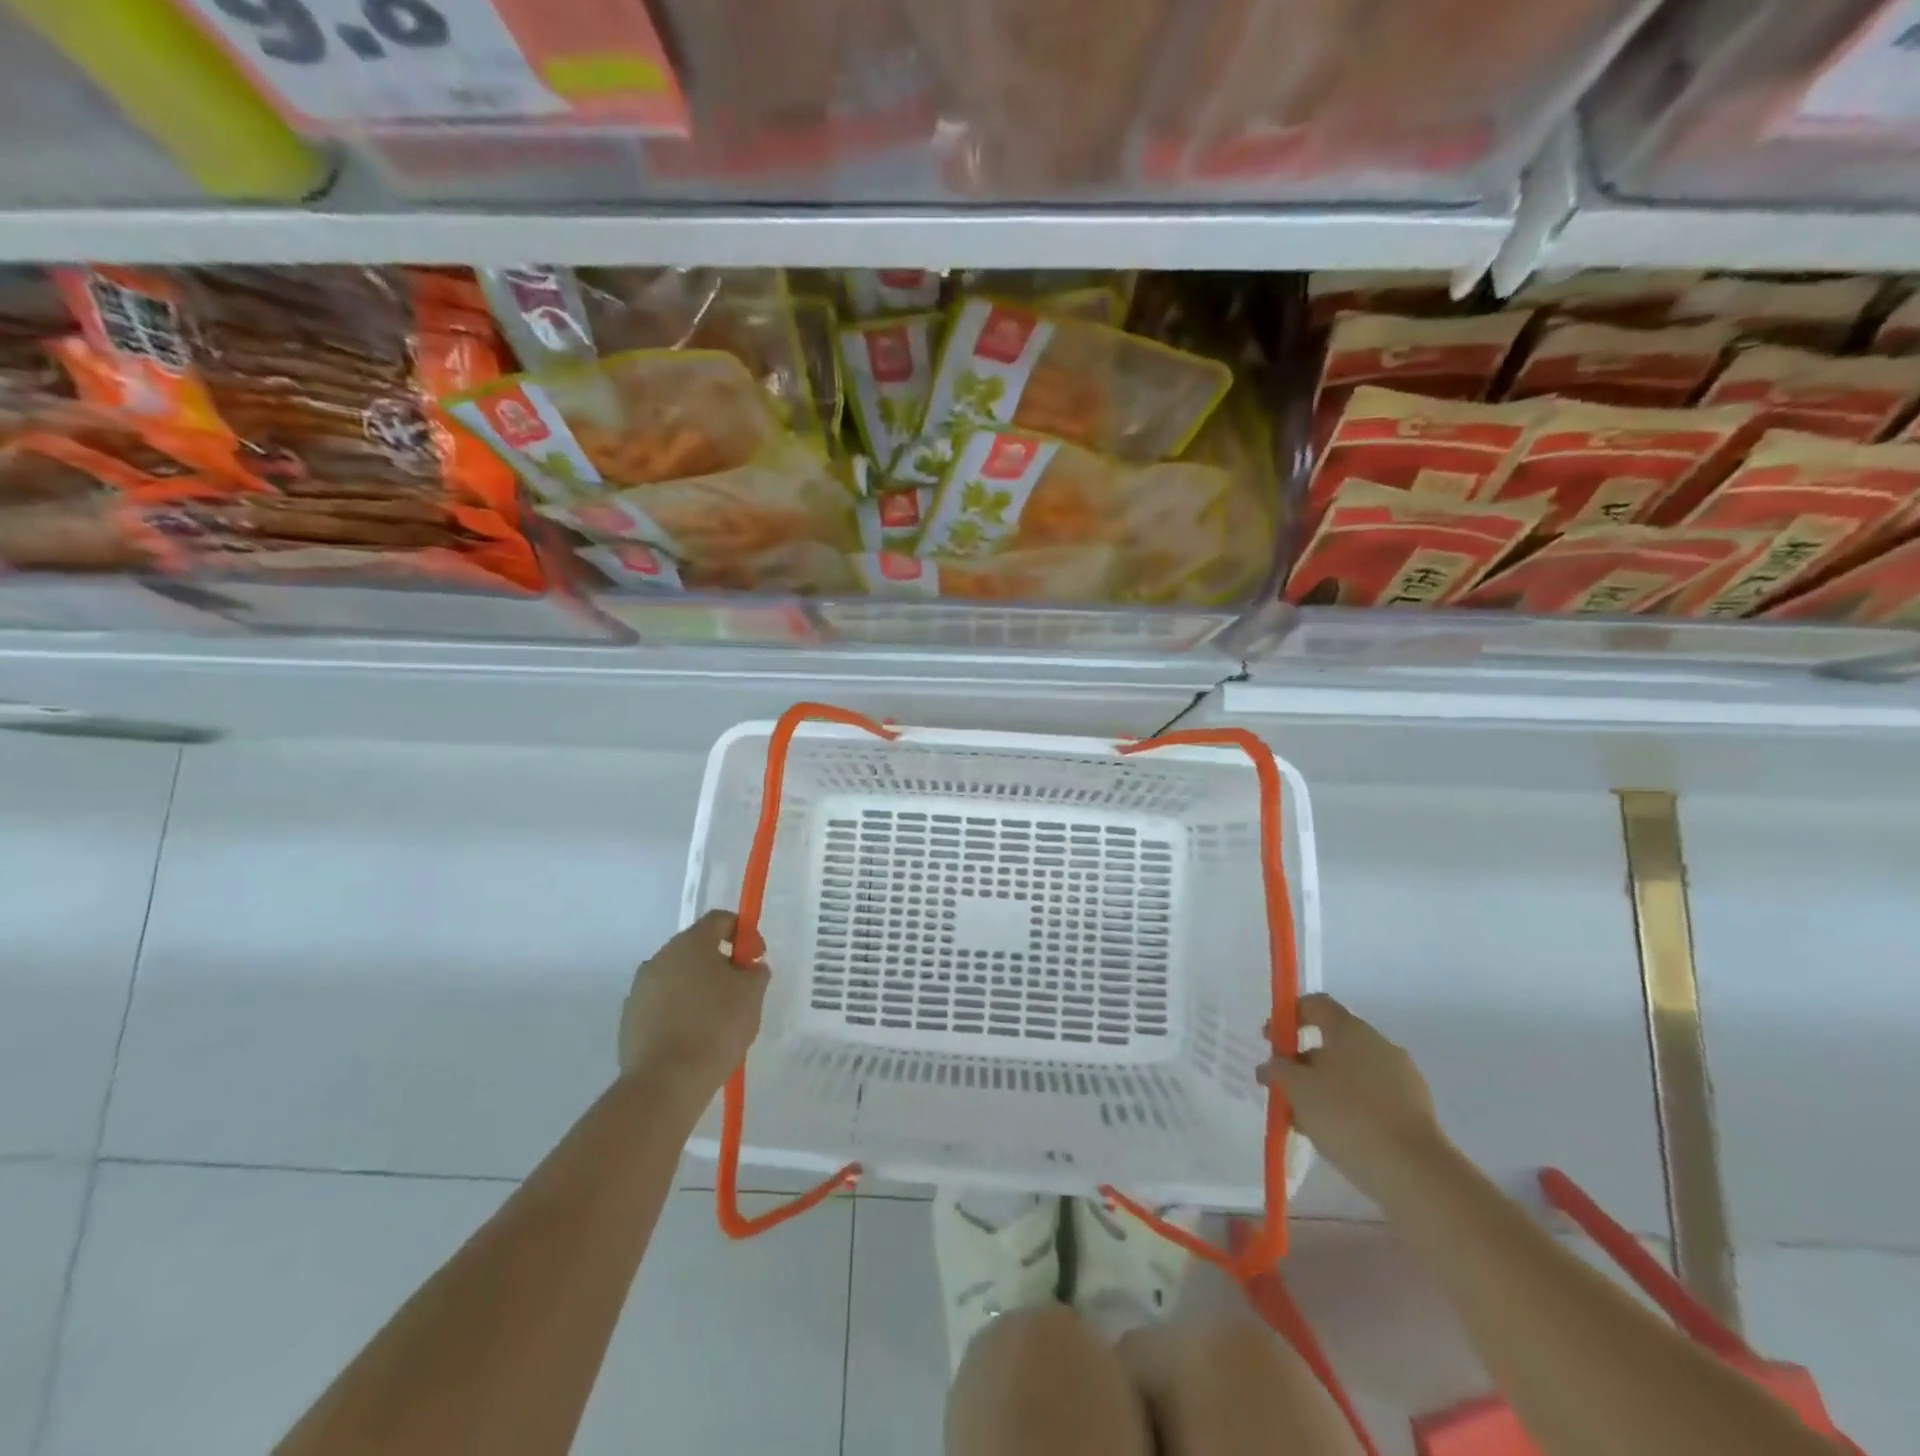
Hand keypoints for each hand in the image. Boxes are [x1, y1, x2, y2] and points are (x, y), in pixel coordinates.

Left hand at [618, 910, 768, 1097]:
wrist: (666, 1082)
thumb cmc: (716, 1026)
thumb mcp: (752, 994)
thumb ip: (755, 971)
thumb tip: (749, 967)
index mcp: (690, 944)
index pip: (719, 920)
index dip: (744, 932)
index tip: (756, 958)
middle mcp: (659, 958)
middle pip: (696, 948)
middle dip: (720, 963)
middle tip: (740, 990)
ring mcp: (640, 989)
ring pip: (677, 978)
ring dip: (698, 989)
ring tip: (717, 1019)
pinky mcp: (629, 1019)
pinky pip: (662, 1005)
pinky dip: (679, 1012)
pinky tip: (694, 1037)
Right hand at [1258, 994, 1445, 1195]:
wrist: (1414, 1173)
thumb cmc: (1347, 1116)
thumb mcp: (1297, 1089)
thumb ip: (1277, 1071)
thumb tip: (1272, 1065)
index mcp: (1350, 1029)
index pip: (1316, 1004)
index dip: (1289, 1016)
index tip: (1271, 1041)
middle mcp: (1379, 1044)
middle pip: (1332, 1042)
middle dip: (1304, 1062)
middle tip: (1285, 1089)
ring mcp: (1401, 1077)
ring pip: (1351, 1074)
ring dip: (1325, 1089)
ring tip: (1306, 1121)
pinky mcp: (1415, 1110)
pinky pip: (1372, 1098)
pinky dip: (1350, 1109)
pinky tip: (1336, 1136)